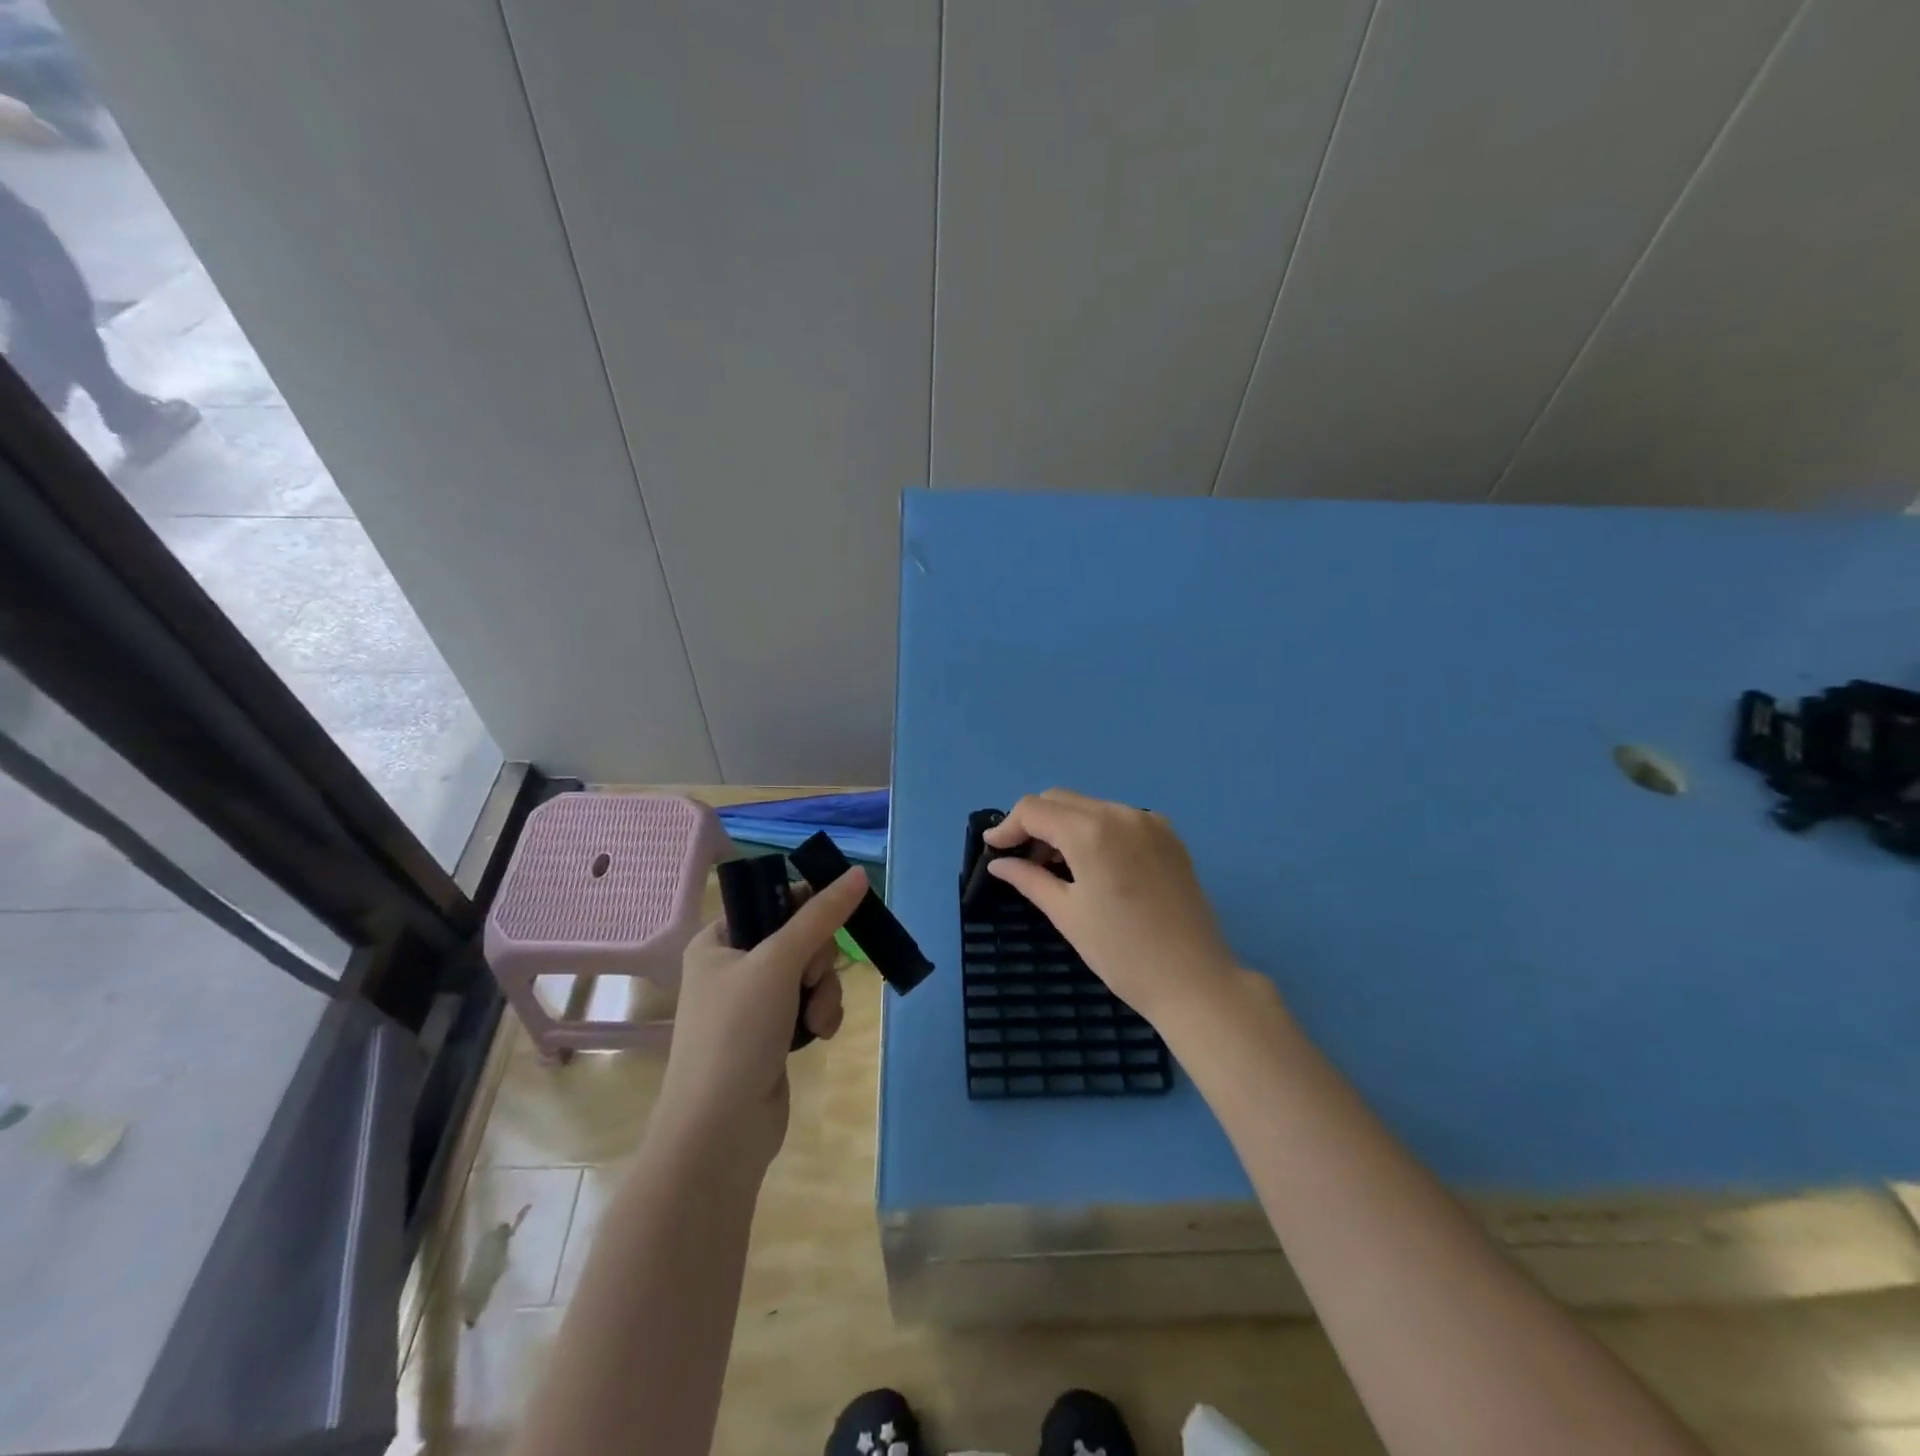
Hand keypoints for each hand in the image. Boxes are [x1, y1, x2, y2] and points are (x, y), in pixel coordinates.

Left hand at [653, 867, 864, 1174]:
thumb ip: (821, 915)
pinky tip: (818, 1034)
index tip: (830, 918)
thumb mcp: (779, 961)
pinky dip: (820, 1015)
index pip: (771, 902)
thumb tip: (858, 872)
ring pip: (810, 974)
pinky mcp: (771, 1036)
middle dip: (817, 961)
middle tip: (810, 979)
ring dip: (823, 992)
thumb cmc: (737, 1032)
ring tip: (815, 1019)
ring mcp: (752, 1005)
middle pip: (798, 938)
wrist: (719, 1131)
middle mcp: (732, 968)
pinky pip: (809, 1005)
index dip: (806, 905)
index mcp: (717, 941)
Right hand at [985, 790, 1238, 1026]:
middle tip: (1020, 859)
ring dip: (1064, 826)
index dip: (1007, 826)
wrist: (1195, 980)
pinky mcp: (1168, 835)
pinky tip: (1092, 865)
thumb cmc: (1122, 953)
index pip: (1034, 809)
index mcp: (1092, 832)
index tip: (993, 850)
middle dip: (1034, 823)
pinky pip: (1118, 818)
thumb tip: (999, 863)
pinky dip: (1095, 831)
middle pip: (1061, 800)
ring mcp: (1149, 821)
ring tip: (1054, 865)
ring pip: (1090, 807)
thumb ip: (1029, 879)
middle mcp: (1121, 813)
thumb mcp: (1067, 915)